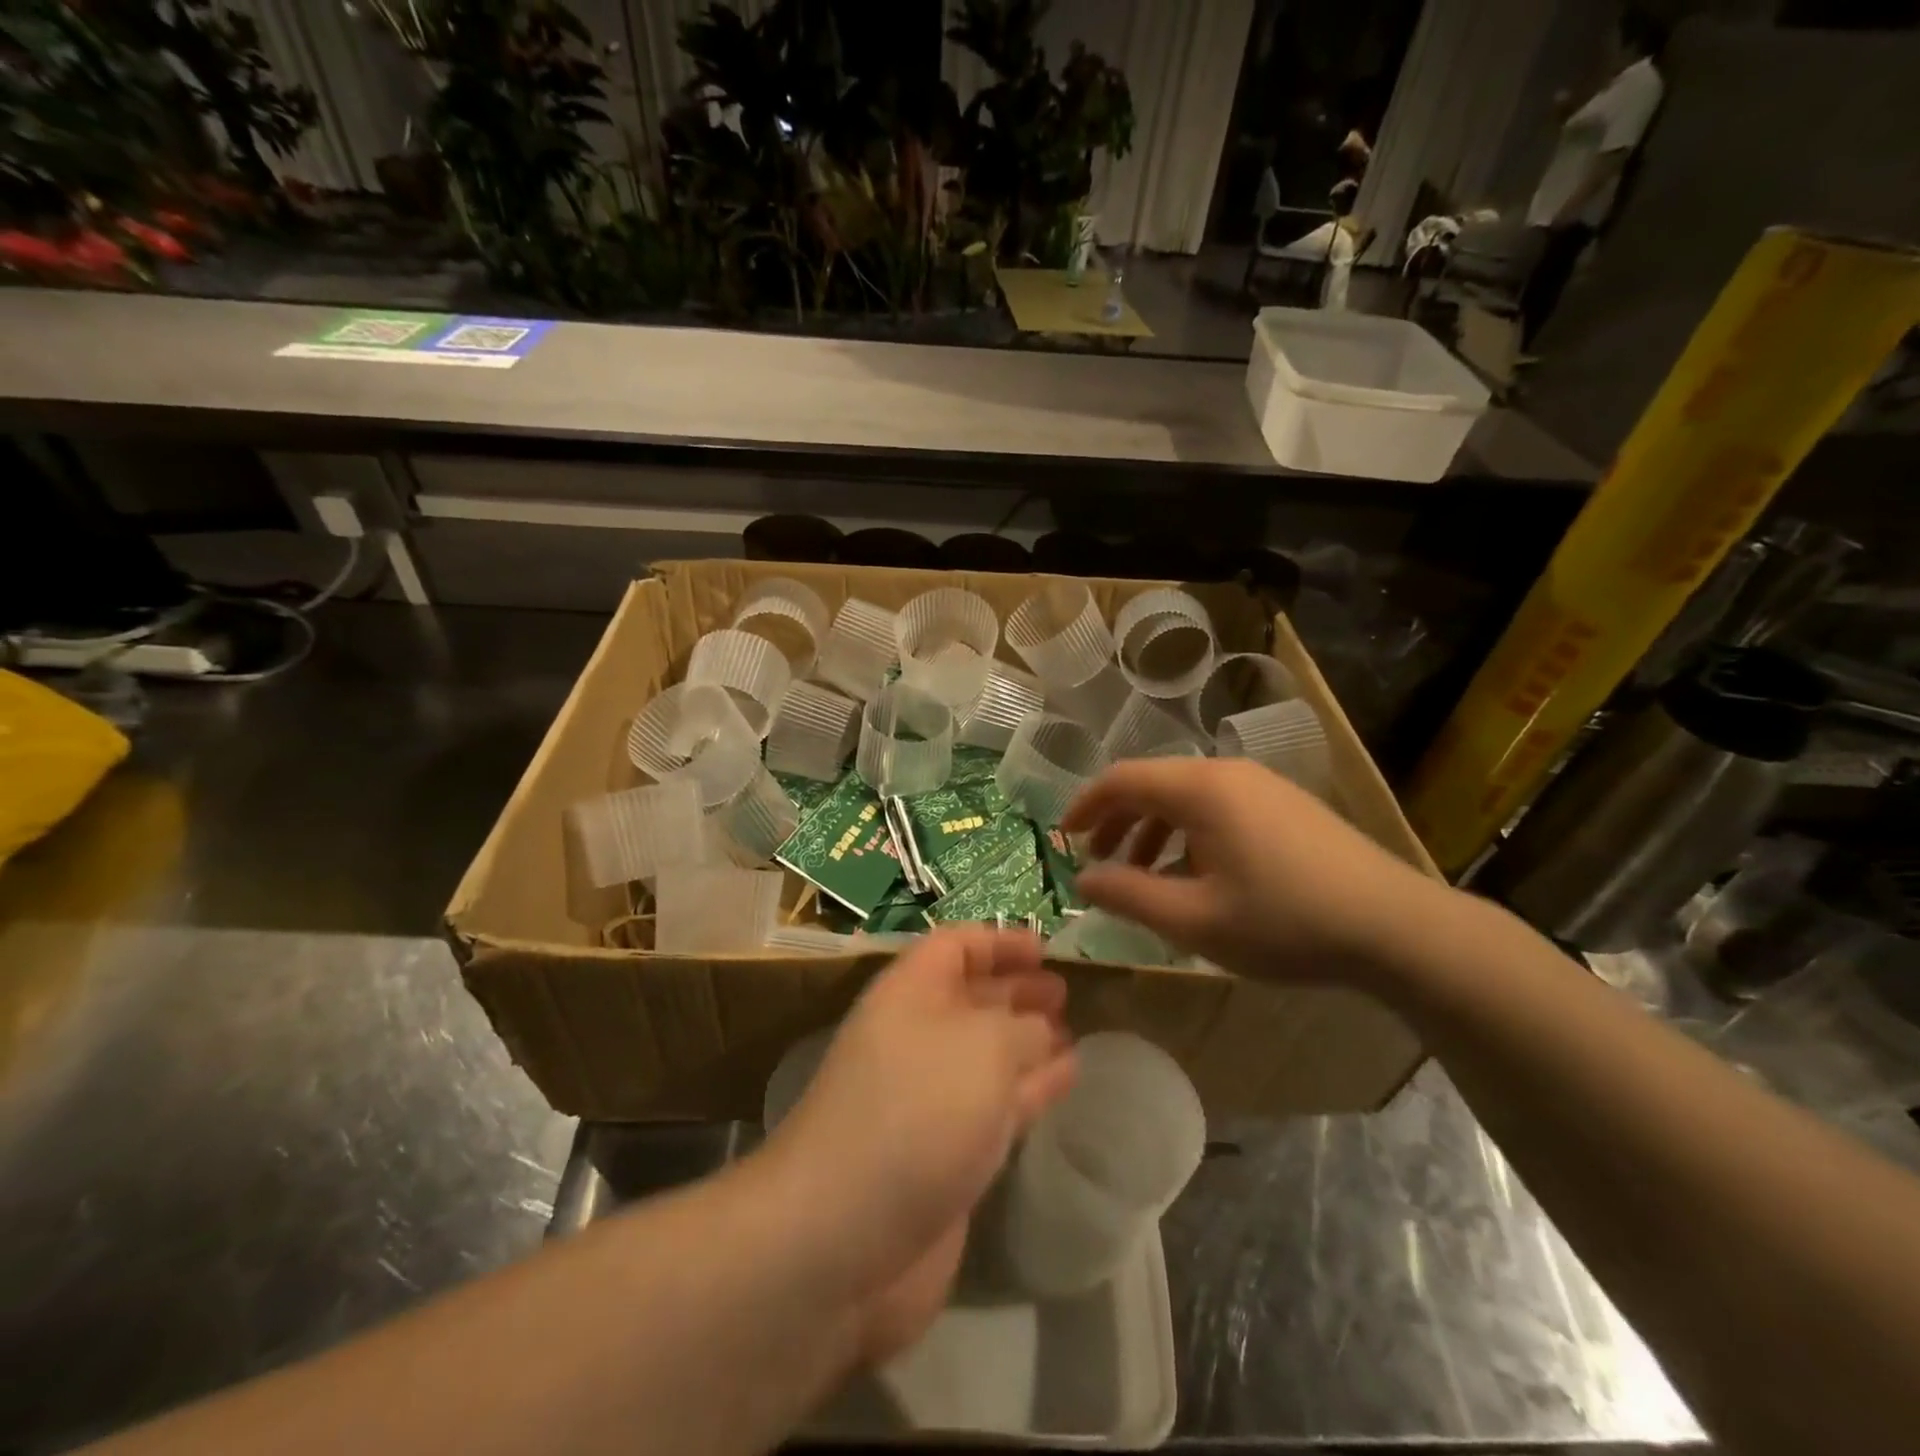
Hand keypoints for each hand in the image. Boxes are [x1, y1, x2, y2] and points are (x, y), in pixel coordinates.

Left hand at [762, 927, 1075, 1363]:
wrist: (846, 1235)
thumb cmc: (916, 1109)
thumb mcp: (983, 1046)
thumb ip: (1023, 1028)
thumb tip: (1041, 1030)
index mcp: (909, 993)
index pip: (955, 946)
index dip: (999, 941)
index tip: (1046, 948)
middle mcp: (916, 1037)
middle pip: (971, 999)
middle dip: (1017, 991)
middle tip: (1067, 991)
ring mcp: (929, 1098)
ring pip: (987, 1054)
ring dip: (1029, 1041)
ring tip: (1074, 1030)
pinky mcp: (945, 1152)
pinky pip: (996, 1105)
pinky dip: (1031, 1088)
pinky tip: (1066, 1078)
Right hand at [1062, 757, 1444, 986]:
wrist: (1396, 928)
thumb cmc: (1284, 922)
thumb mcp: (1194, 919)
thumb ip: (1129, 895)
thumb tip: (1083, 880)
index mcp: (1201, 789)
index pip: (1122, 779)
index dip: (1086, 806)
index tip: (1064, 839)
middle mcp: (1228, 773)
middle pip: (1153, 784)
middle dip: (1118, 822)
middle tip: (1099, 864)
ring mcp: (1263, 787)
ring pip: (1187, 798)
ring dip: (1154, 832)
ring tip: (1144, 877)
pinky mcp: (1287, 806)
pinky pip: (1219, 809)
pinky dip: (1189, 835)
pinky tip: (1196, 877)